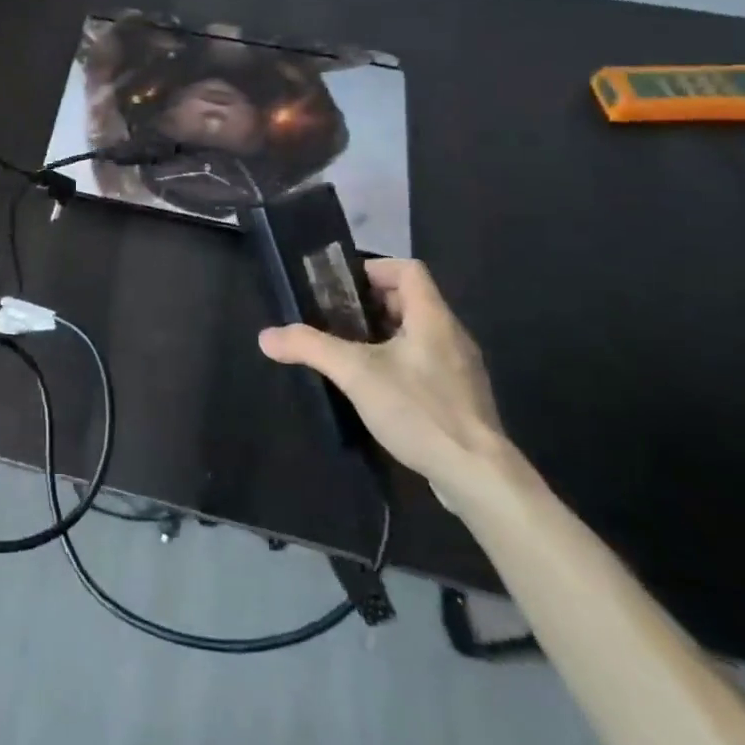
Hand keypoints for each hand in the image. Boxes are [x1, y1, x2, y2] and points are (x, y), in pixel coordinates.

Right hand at [259, 258, 518, 510]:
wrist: (479, 476)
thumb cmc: (420, 410)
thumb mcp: (356, 373)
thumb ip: (310, 347)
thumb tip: (266, 336)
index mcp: (432, 317)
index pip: (409, 269)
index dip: (374, 269)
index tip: (341, 288)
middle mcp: (451, 335)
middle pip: (410, 300)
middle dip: (370, 304)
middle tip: (335, 320)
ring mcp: (460, 368)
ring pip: (417, 333)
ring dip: (383, 334)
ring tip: (349, 353)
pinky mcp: (460, 398)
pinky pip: (425, 362)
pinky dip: (398, 362)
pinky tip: (376, 388)